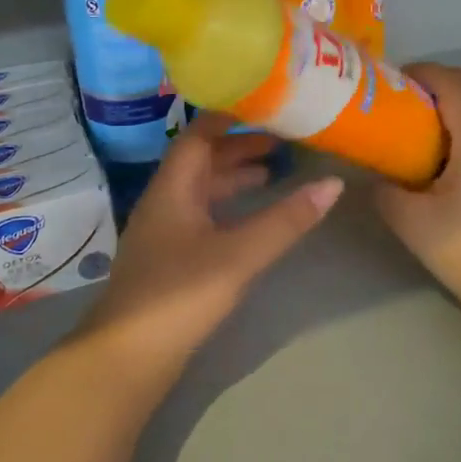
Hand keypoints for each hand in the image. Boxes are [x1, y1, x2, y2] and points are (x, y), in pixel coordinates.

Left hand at [81, 114, 342, 386]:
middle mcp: (165, 201)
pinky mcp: (169, 260)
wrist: (127, 357)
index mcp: (173, 188)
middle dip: (239, 147)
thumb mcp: (240, 254)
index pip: (199, 135)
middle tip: (283, 140)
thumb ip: (287, 220)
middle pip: (201, 161)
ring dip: (234, 178)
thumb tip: (334, 184)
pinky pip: (201, 216)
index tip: (266, 104)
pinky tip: (250, 219)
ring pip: (201, 190)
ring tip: (274, 174)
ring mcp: (164, 232)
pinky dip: (228, 208)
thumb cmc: (180, 294)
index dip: (230, 117)